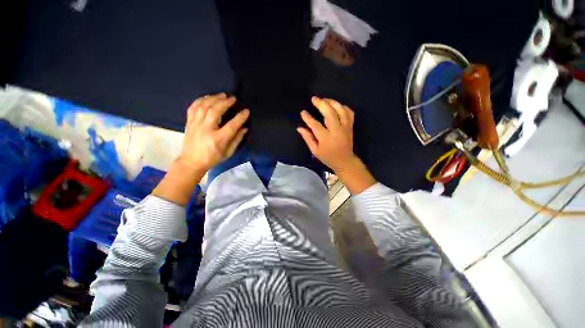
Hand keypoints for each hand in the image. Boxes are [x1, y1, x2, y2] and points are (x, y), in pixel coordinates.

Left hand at [179, 93, 248, 171]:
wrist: (191, 162)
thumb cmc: (213, 159)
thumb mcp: (228, 153)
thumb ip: (237, 140)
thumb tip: (244, 128)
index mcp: (218, 139)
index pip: (231, 125)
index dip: (240, 117)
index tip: (246, 111)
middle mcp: (206, 130)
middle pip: (215, 111)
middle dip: (225, 103)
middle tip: (232, 98)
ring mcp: (195, 125)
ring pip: (203, 106)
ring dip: (213, 98)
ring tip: (221, 95)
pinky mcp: (189, 123)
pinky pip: (193, 107)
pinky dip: (200, 100)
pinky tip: (207, 98)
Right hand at [297, 97, 375, 194]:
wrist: (345, 161)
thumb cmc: (328, 157)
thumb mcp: (315, 151)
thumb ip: (308, 138)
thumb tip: (299, 128)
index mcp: (326, 138)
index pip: (315, 125)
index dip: (308, 118)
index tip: (303, 112)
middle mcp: (336, 130)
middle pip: (330, 113)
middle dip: (321, 103)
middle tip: (314, 99)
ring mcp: (345, 127)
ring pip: (340, 110)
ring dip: (332, 102)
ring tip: (324, 100)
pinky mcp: (350, 126)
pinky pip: (349, 112)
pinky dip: (343, 107)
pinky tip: (336, 106)